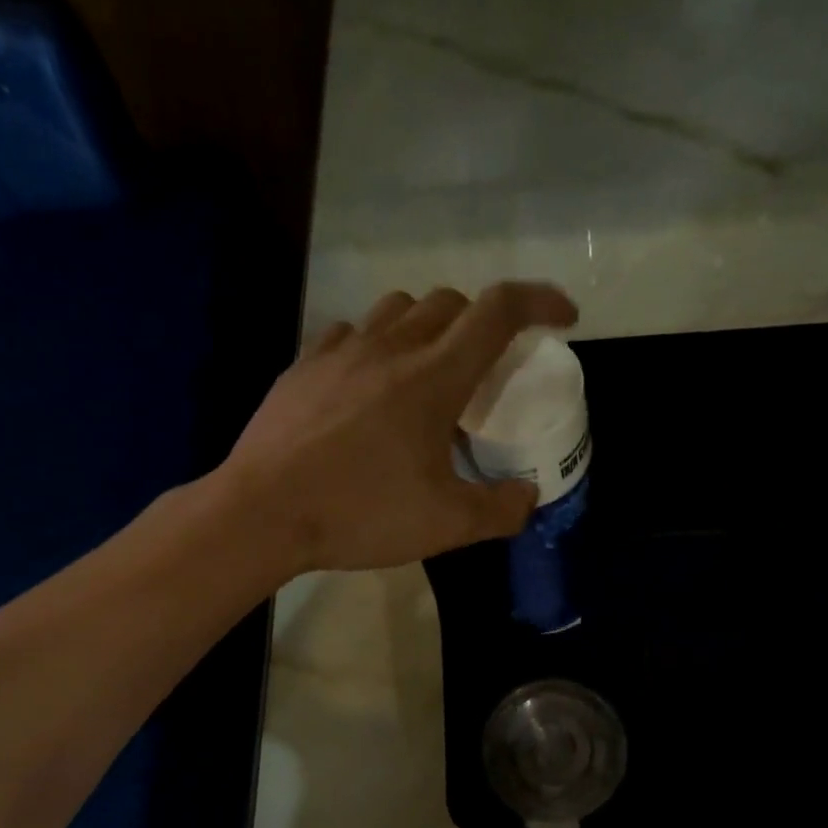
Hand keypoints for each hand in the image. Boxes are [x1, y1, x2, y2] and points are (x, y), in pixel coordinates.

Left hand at [216, 281, 578, 575]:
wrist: (263, 512)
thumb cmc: (361, 513)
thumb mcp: (445, 525)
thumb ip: (499, 510)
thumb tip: (527, 497)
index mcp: (434, 377)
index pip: (499, 311)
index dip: (541, 302)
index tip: (564, 318)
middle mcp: (391, 346)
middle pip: (450, 302)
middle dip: (482, 321)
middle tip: (487, 369)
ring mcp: (341, 350)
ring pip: (398, 308)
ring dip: (428, 326)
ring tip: (429, 372)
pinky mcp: (304, 366)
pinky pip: (351, 333)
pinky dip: (376, 345)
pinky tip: (369, 383)